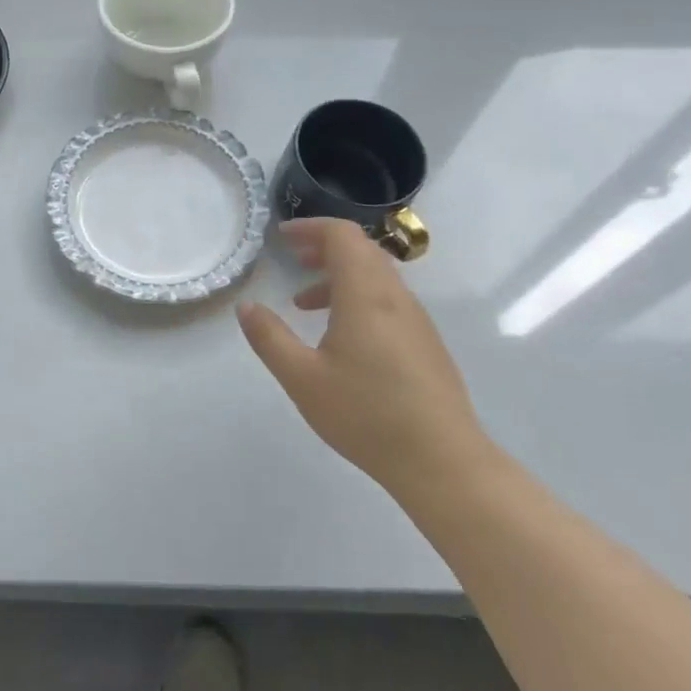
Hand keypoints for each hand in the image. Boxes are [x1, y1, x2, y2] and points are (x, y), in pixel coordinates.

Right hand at [237, 219, 490, 498]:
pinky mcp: (425, 342)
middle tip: (292, 257)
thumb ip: (270, 338)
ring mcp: (415, 320)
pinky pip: (387, 299)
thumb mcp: (303, 378)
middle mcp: (395, 297)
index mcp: (366, 294)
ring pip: (376, 275)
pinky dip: (357, 296)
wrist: (444, 463)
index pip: (343, 235)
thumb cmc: (367, 416)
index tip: (282, 236)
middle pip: (361, 250)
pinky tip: (339, 335)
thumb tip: (247, 306)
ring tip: (304, 301)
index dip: (311, 227)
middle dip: (324, 246)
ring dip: (339, 274)